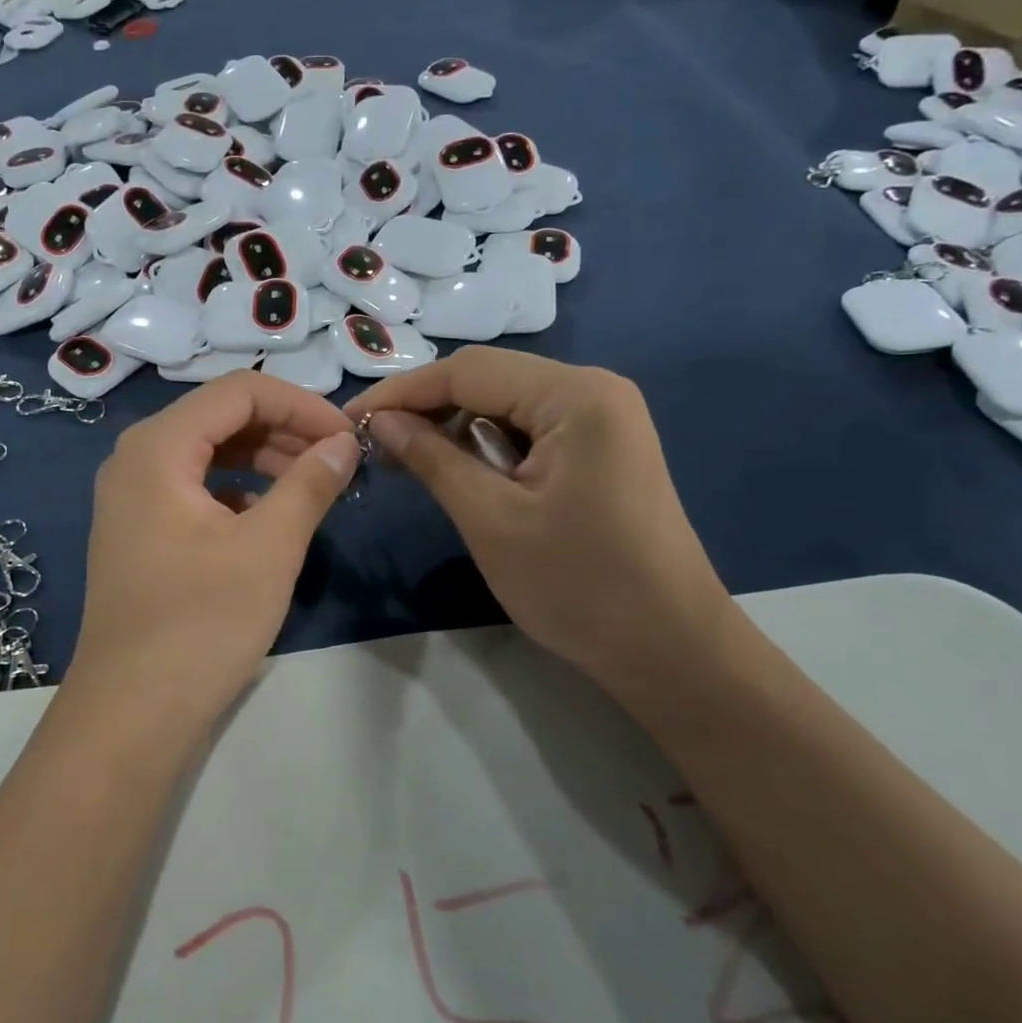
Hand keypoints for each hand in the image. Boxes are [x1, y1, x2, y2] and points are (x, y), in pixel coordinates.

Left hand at [69, 371, 359, 724]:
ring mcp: (132, 496)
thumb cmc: (201, 624)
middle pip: (220, 417)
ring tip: (313, 484)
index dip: (300, 405)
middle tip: (337, 461)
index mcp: (157, 447)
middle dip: (284, 430)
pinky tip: (270, 515)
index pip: (239, 392)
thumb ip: (309, 484)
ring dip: (264, 459)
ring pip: (208, 452)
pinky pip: (194, 487)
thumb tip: (343, 444)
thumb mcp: (269, 548)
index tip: (346, 436)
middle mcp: (135, 458)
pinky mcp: (139, 530)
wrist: (132, 714)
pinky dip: (238, 489)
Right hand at [344, 348, 732, 703]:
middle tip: (374, 446)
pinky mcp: (602, 448)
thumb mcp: (490, 520)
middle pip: (488, 380)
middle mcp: (594, 389)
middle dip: (426, 409)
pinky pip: (529, 430)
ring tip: (408, 462)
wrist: (672, 651)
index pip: (467, 371)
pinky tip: (461, 474)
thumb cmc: (579, 587)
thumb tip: (379, 422)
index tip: (349, 421)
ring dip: (454, 429)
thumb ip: (431, 459)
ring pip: (505, 405)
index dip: (401, 393)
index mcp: (575, 395)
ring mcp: (603, 418)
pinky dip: (487, 447)